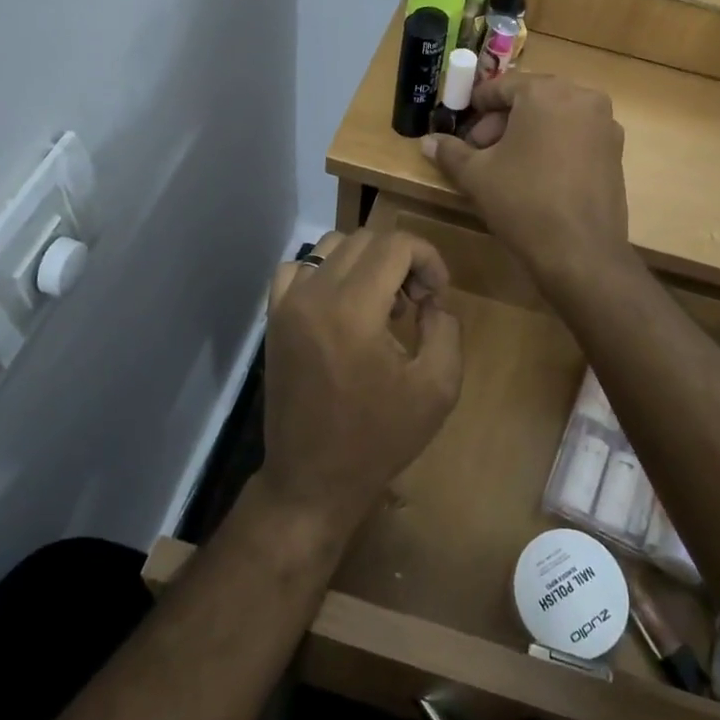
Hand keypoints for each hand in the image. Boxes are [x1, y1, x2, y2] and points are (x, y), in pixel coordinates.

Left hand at [254, 230, 462, 541]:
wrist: (312, 480)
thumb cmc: (378, 439)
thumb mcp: (438, 388)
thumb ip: (446, 328)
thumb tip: (432, 300)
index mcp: (354, 310)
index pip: (395, 244)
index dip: (428, 258)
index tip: (437, 296)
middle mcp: (314, 295)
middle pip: (366, 240)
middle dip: (402, 260)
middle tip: (417, 303)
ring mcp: (287, 304)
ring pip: (333, 246)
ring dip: (367, 263)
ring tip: (383, 305)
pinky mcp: (274, 318)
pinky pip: (299, 268)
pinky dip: (326, 272)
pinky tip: (342, 306)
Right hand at [422, 74, 630, 288]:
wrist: (580, 252)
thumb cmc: (522, 202)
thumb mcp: (476, 175)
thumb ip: (450, 152)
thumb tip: (427, 141)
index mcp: (546, 92)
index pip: (503, 86)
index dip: (477, 105)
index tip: (462, 126)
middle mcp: (581, 98)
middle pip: (532, 99)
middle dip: (502, 122)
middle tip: (479, 150)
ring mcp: (604, 125)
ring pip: (555, 117)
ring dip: (528, 133)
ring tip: (506, 166)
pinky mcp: (616, 152)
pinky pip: (576, 136)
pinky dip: (554, 146)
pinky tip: (537, 176)